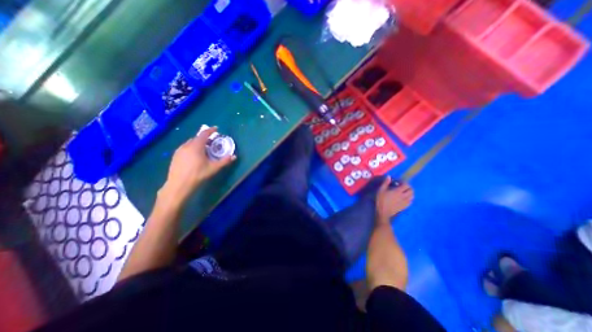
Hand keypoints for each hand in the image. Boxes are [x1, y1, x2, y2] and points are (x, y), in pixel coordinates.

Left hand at [160, 125, 236, 203]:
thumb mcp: (213, 168)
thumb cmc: (198, 175)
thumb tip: (234, 156)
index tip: (216, 128)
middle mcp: (186, 145)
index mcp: (196, 146)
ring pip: (190, 142)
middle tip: (212, 142)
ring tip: (204, 149)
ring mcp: (179, 150)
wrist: (179, 185)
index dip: (211, 130)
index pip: (204, 134)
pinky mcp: (175, 156)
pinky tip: (195, 156)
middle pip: (196, 138)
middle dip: (205, 138)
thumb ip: (224, 161)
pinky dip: (192, 147)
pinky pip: (185, 147)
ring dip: (198, 143)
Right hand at [377, 176, 412, 222]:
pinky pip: (410, 202)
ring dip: (410, 193)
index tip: (398, 182)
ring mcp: (405, 202)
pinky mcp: (405, 207)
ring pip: (412, 196)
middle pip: (411, 190)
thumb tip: (389, 176)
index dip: (404, 182)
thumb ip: (385, 183)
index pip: (406, 185)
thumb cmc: (381, 200)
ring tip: (405, 192)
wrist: (383, 212)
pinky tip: (405, 198)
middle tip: (403, 186)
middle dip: (408, 187)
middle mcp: (404, 196)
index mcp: (398, 191)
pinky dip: (409, 198)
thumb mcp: (381, 190)